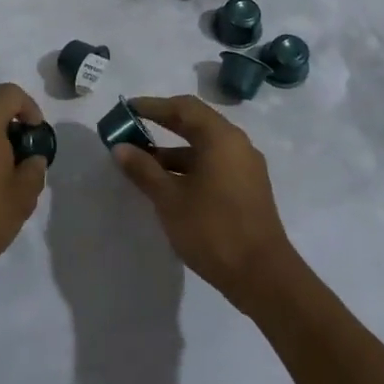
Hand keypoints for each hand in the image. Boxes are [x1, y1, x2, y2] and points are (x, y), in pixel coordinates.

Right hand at [110, 95, 299, 307]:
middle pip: (195, 124)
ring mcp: (245, 168)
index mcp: (221, 138)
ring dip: (173, 151)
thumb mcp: (170, 199)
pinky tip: (167, 186)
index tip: (127, 109)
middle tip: (131, 130)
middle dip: (162, 125)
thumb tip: (120, 148)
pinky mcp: (247, 190)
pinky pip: (213, 165)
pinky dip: (189, 168)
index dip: (153, 106)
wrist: (263, 277)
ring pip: (204, 148)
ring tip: (142, 164)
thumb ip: (144, 170)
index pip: (184, 107)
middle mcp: (237, 145)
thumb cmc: (213, 230)